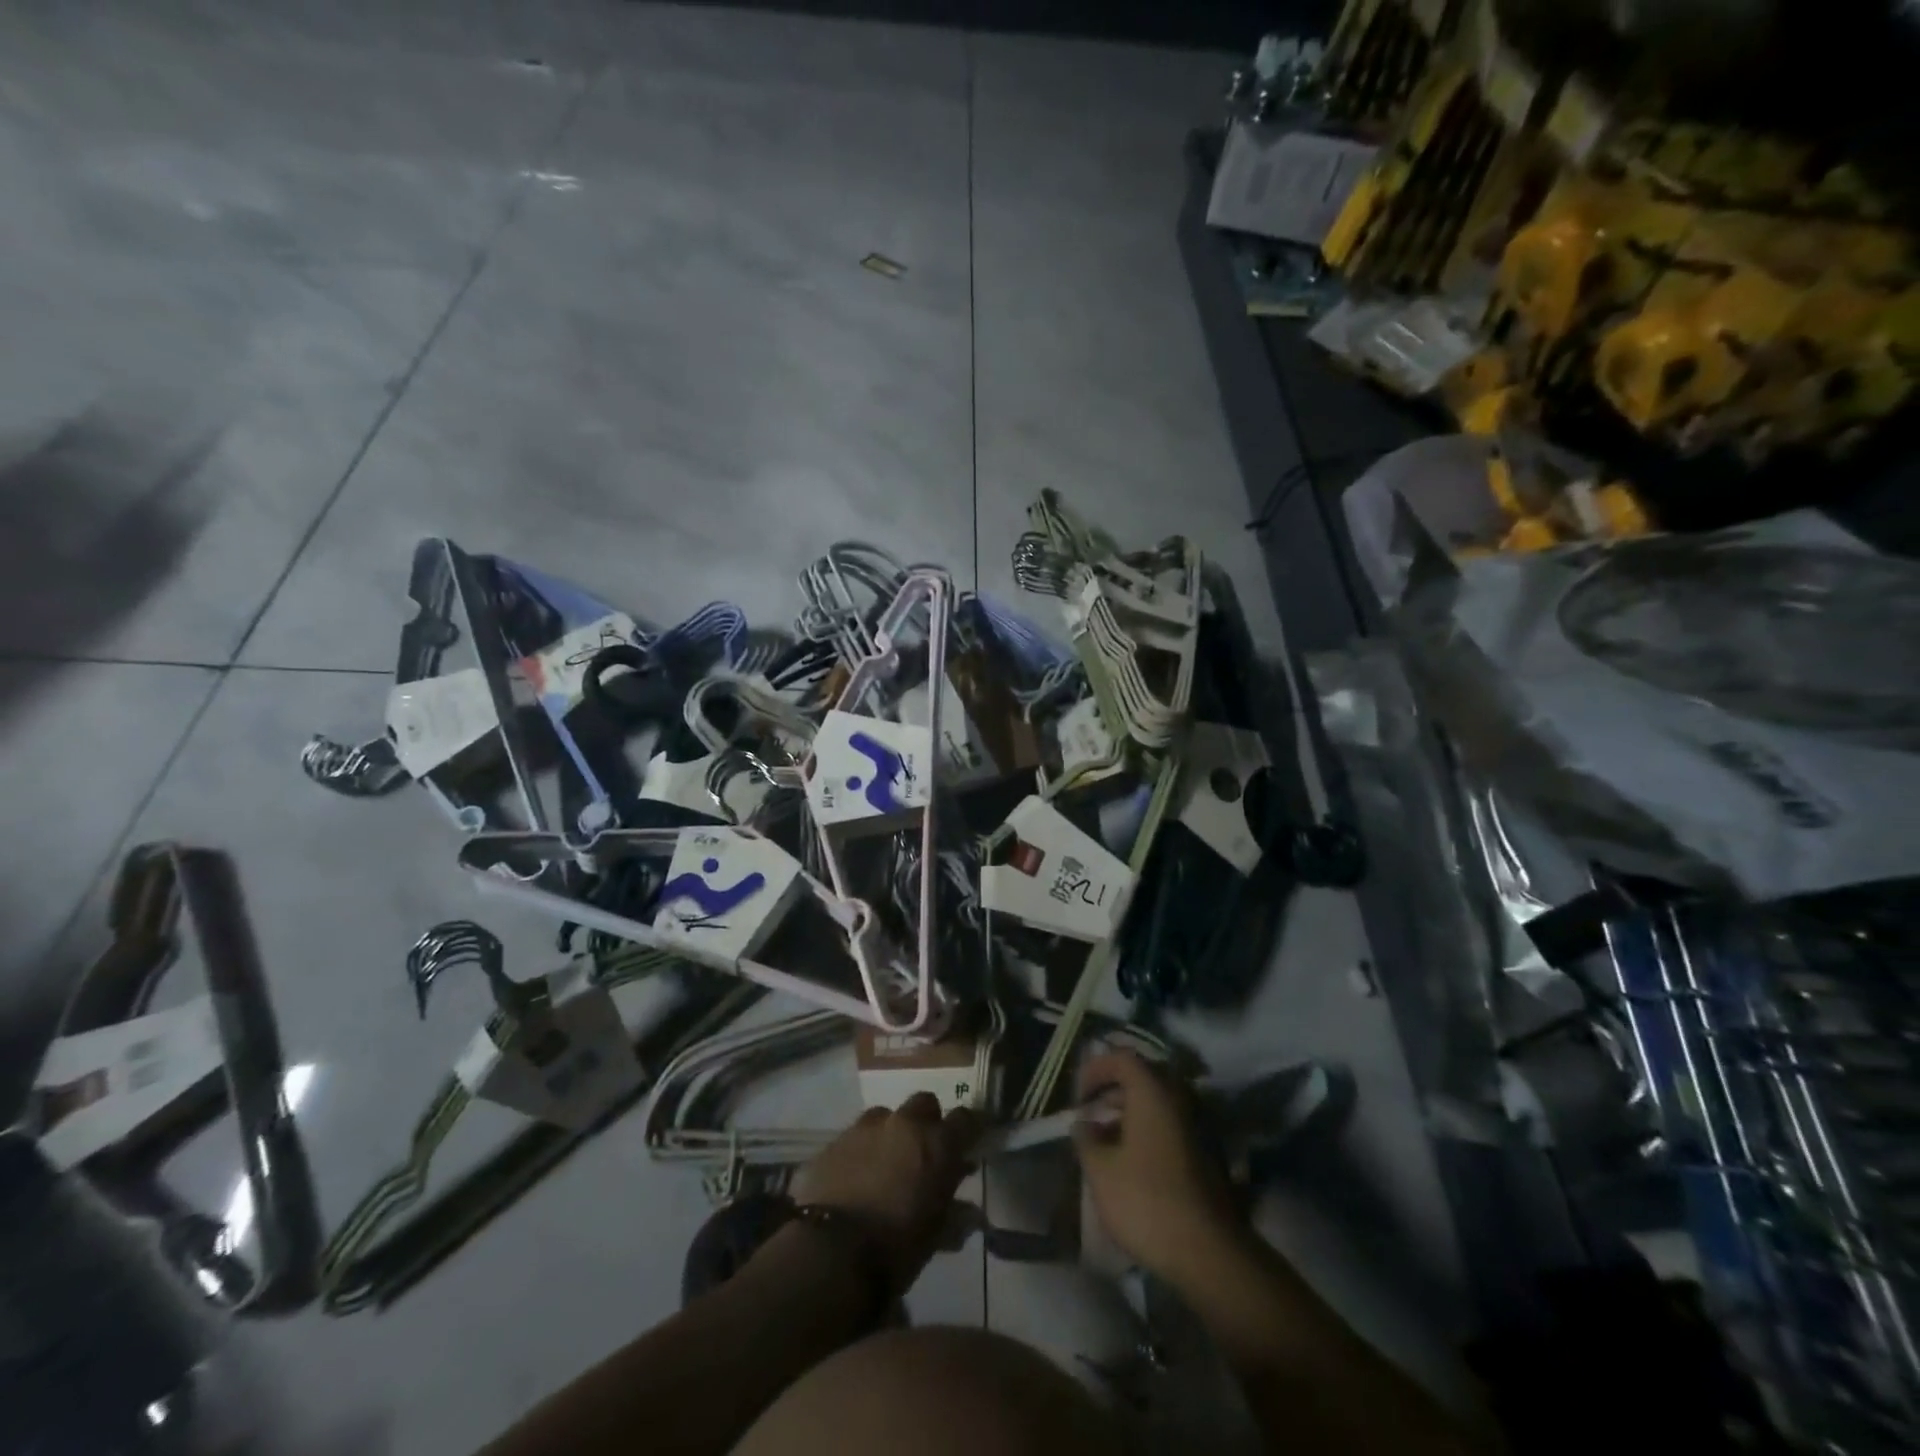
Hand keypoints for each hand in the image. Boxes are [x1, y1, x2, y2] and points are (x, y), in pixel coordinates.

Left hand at [792, 1092, 978, 1289]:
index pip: (966, 1119)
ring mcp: (866, 1127)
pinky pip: (854, 1136)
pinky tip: (854, 1177)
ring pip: (886, 1115)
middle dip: (927, 1122)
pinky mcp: (834, 1140)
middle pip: (924, 1103)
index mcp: (937, 1144)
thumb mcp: (935, 1236)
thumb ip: (955, 1215)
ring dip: (891, 1132)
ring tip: (886, 1164)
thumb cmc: (896, 1247)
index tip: (968, 1144)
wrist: (831, 1252)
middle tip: (924, 1152)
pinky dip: (860, 1150)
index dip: (968, 1130)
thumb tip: (971, 1214)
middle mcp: (904, 1124)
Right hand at [1073, 1050, 1242, 1284]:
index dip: (1096, 1068)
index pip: (1123, 1057)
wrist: (1207, 1252)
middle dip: (1112, 1091)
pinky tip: (1131, 1161)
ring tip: (1105, 1140)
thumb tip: (1082, 1123)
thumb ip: (1085, 1138)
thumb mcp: (1100, 1170)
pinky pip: (1170, 1126)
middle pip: (1143, 1078)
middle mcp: (1178, 1099)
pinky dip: (1147, 1131)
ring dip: (1129, 1113)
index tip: (1078, 1095)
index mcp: (1153, 1092)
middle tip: (1090, 1114)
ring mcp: (1197, 1126)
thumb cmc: (1146, 1201)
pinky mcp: (1205, 1154)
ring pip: (1158, 1104)